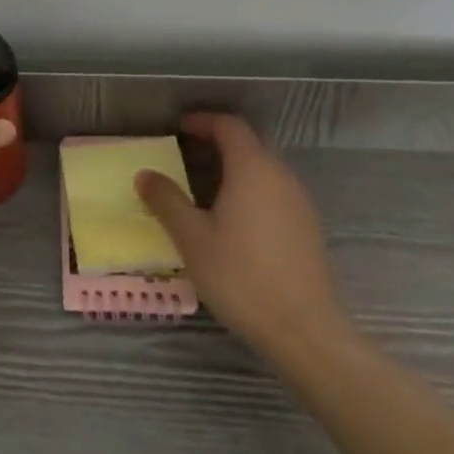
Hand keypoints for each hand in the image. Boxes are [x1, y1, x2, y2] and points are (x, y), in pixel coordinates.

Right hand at [135, 113, 350, 363]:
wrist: (305, 332)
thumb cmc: (242, 277)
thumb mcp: (192, 238)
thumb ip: (167, 201)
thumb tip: (145, 174)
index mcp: (252, 168)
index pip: (229, 125)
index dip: (203, 121)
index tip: (179, 128)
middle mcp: (280, 176)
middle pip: (250, 142)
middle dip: (219, 140)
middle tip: (188, 151)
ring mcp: (300, 202)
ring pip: (265, 167)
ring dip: (237, 165)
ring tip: (206, 185)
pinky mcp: (308, 228)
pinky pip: (276, 191)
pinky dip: (253, 188)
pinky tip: (236, 218)